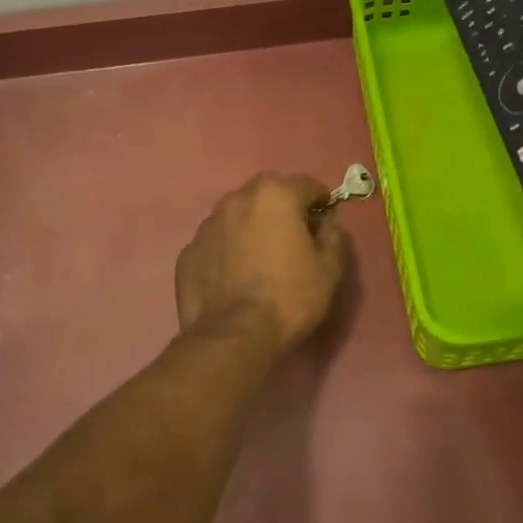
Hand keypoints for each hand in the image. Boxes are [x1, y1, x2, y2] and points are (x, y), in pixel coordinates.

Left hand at [175, 173, 346, 352]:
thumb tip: (328, 220)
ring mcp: (207, 225)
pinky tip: (236, 276)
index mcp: (274, 194)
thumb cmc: (289, 297)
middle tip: (294, 239)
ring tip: (262, 259)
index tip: (325, 224)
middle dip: (284, 210)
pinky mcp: (188, 252)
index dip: (321, 203)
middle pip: (268, 194)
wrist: (232, 337)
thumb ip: (333, 234)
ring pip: (239, 216)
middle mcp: (236, 199)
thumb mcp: (329, 268)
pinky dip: (229, 250)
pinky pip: (217, 242)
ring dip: (253, 228)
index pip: (307, 185)